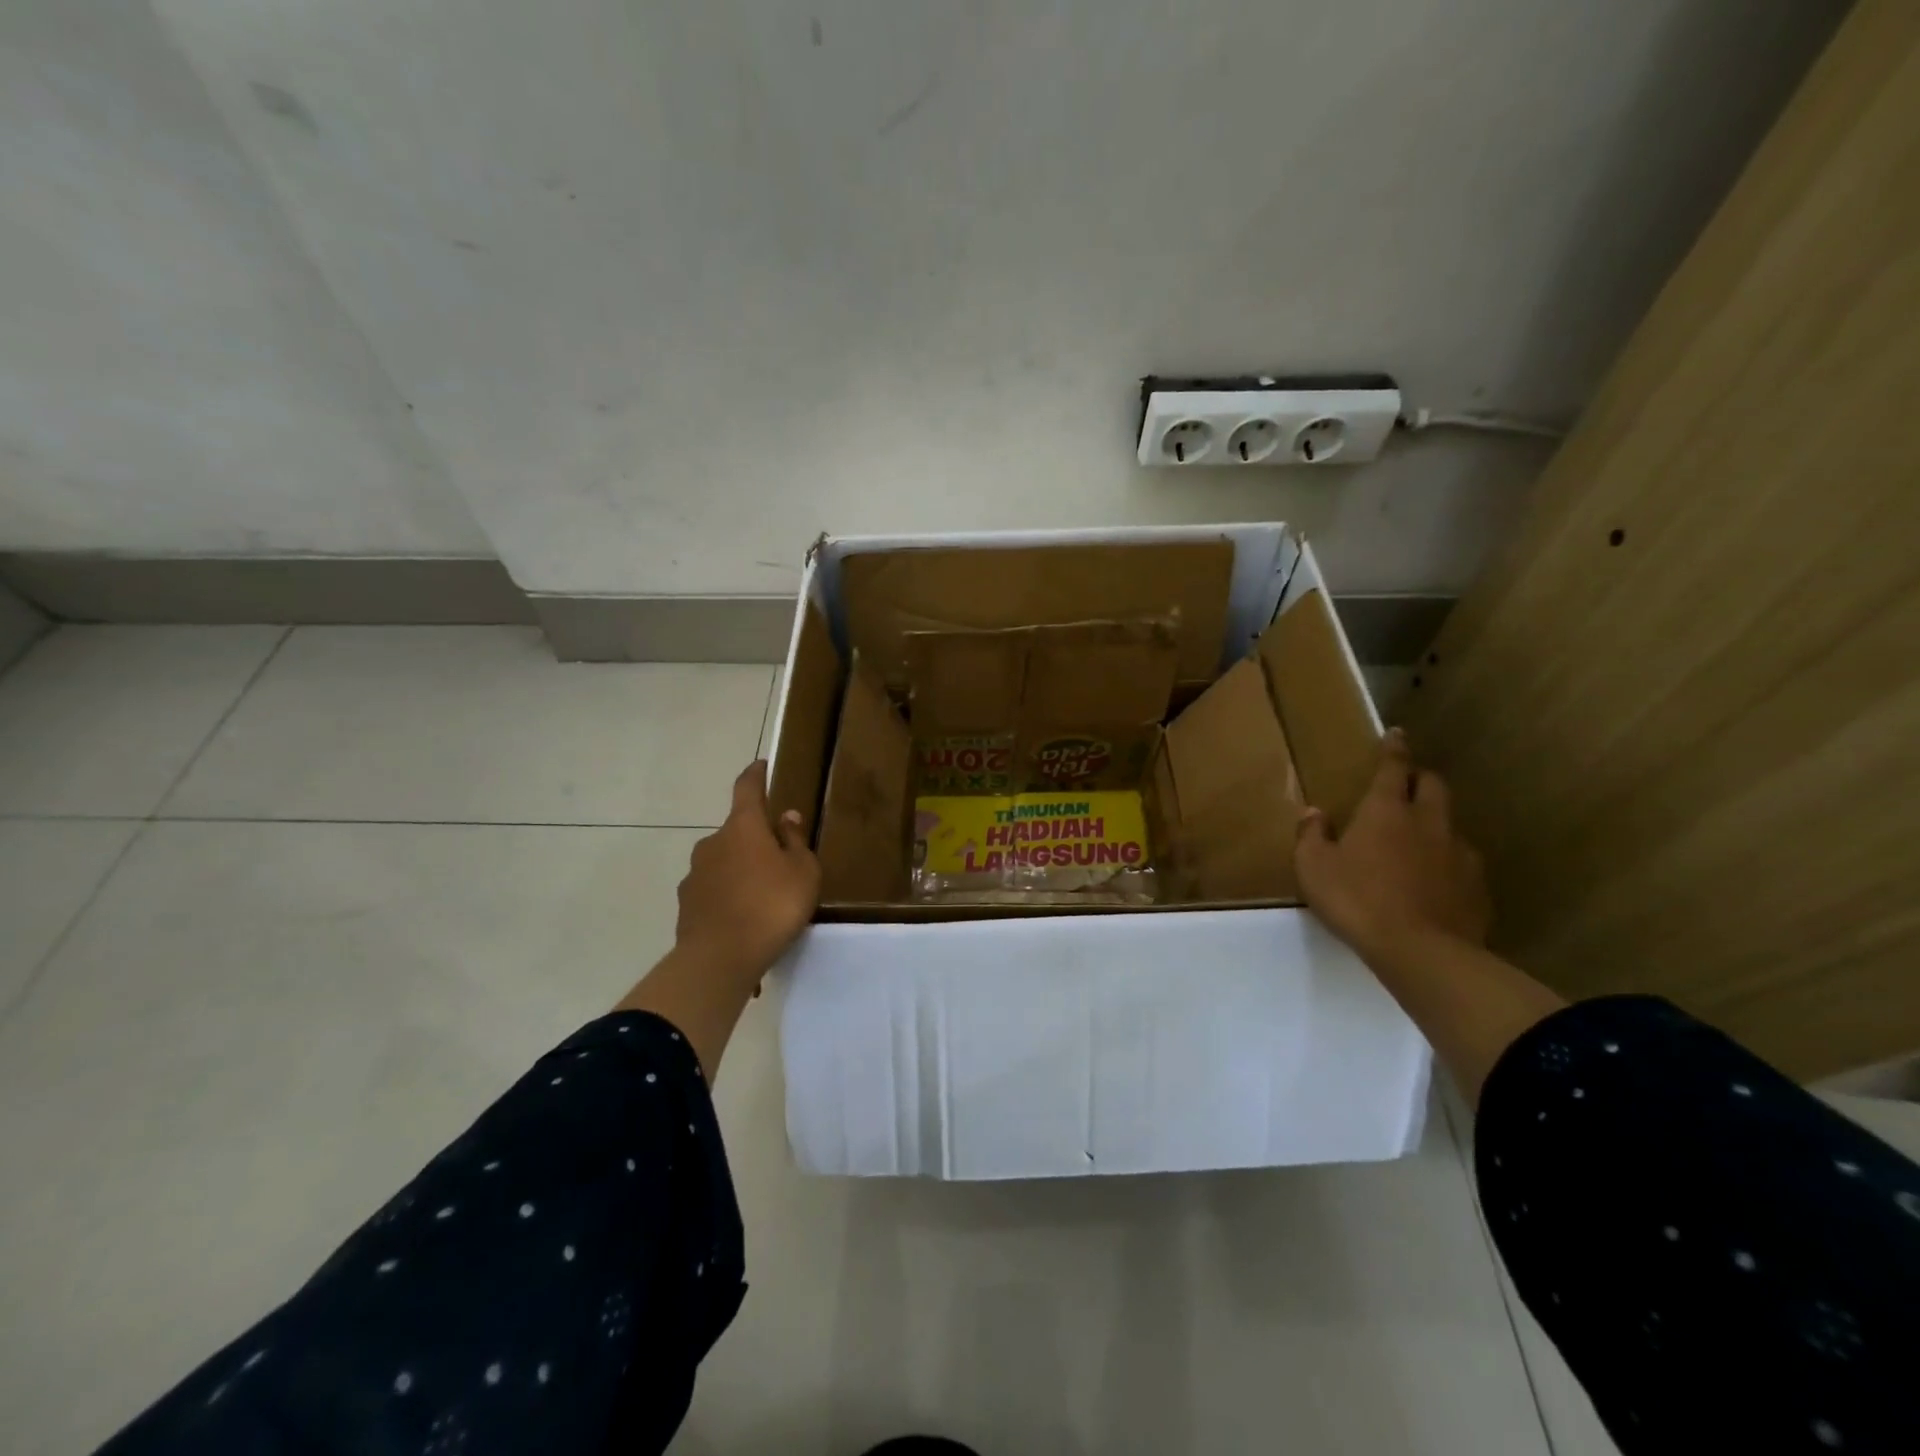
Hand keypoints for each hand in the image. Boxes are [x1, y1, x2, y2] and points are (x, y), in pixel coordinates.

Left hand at [674, 761, 820, 986]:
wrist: (719, 959)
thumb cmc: (772, 906)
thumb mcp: (803, 872)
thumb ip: (795, 841)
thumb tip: (786, 816)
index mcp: (743, 827)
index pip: (747, 788)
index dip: (755, 775)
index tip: (761, 765)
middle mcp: (713, 842)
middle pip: (737, 830)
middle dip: (755, 838)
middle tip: (779, 859)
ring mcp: (695, 873)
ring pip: (723, 861)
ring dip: (741, 869)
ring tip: (762, 896)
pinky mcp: (686, 903)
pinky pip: (713, 890)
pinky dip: (728, 895)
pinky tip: (743, 918)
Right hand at [1295, 729, 1490, 959]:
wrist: (1422, 952)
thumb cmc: (1358, 900)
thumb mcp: (1314, 868)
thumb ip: (1311, 836)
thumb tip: (1314, 813)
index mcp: (1386, 811)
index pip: (1393, 768)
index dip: (1394, 749)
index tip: (1397, 733)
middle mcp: (1428, 823)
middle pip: (1433, 785)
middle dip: (1420, 778)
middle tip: (1406, 783)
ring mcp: (1459, 854)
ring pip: (1450, 824)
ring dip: (1435, 823)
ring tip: (1418, 840)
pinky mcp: (1477, 886)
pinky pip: (1461, 863)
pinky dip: (1446, 862)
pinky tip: (1433, 882)